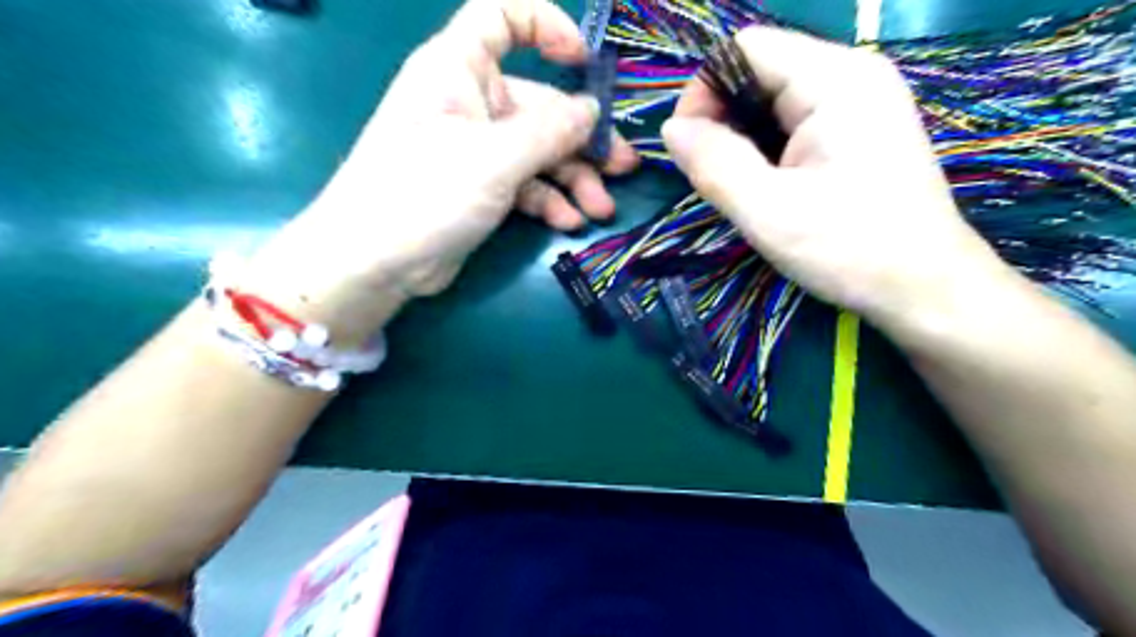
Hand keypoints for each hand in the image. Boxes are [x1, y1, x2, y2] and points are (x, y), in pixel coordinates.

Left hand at [250, 1, 636, 337]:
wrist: (374, 263)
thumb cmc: (425, 192)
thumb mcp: (494, 158)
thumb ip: (549, 131)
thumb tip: (593, 110)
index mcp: (458, 70)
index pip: (501, 18)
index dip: (544, 27)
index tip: (583, 63)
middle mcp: (470, 104)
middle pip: (539, 105)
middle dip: (582, 139)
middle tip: (623, 167)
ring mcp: (477, 150)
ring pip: (538, 152)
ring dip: (573, 179)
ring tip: (602, 209)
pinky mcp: (481, 189)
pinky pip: (525, 185)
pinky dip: (548, 201)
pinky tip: (569, 223)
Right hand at [662, 27, 1005, 330]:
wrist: (924, 288)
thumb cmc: (849, 249)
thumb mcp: (768, 212)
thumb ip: (714, 163)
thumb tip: (671, 129)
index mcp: (835, 79)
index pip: (744, 48)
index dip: (704, 91)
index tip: (689, 148)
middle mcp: (852, 74)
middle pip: (759, 69)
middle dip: (722, 118)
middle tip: (713, 175)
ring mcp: (860, 100)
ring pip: (774, 97)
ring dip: (743, 136)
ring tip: (741, 185)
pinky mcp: (859, 128)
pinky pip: (795, 119)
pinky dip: (767, 146)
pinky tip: (768, 184)